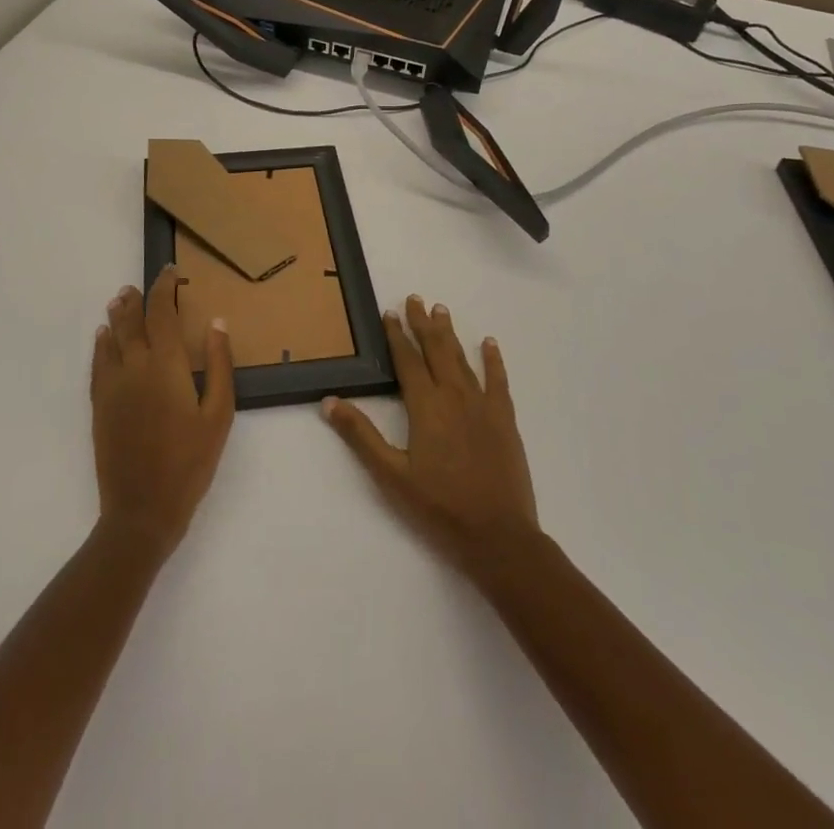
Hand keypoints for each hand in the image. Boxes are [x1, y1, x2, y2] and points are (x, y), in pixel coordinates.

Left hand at [92, 265, 235, 558]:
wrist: (141, 510)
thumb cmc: (190, 462)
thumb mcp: (219, 415)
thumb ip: (218, 364)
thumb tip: (217, 322)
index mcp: (166, 364)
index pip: (162, 312)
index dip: (165, 288)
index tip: (171, 273)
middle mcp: (134, 366)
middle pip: (132, 320)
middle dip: (136, 299)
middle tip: (139, 285)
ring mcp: (112, 386)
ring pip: (111, 338)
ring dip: (117, 316)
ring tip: (119, 301)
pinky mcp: (99, 405)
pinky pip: (97, 364)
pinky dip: (101, 345)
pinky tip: (103, 339)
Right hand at [323, 295, 538, 573]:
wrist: (497, 535)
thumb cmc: (439, 507)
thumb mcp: (390, 475)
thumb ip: (360, 435)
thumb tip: (329, 401)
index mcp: (425, 406)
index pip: (406, 360)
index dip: (396, 335)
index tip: (389, 313)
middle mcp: (453, 395)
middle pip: (436, 350)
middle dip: (423, 324)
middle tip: (416, 298)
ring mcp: (482, 405)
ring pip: (462, 359)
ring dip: (450, 334)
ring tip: (441, 311)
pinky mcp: (504, 419)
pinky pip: (498, 380)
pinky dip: (493, 360)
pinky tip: (489, 343)